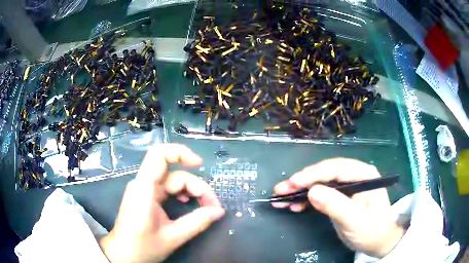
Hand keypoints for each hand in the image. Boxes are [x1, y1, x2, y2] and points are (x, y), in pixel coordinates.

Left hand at [99, 144, 224, 262]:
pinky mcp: (146, 197)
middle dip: (196, 186)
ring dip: (191, 191)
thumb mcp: (172, 237)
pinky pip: (166, 189)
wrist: (122, 254)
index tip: (200, 164)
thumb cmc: (142, 247)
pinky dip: (181, 193)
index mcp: (144, 190)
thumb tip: (219, 211)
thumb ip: (197, 223)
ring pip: (172, 181)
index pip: (159, 155)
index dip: (180, 152)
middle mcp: (143, 185)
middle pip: (173, 174)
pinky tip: (187, 203)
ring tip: (205, 208)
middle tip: (213, 207)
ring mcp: (143, 191)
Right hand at [272, 158, 404, 257]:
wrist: (379, 241)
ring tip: (282, 197)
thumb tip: (312, 192)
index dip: (312, 174)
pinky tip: (295, 205)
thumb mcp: (355, 220)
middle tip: (281, 189)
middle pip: (325, 173)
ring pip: (321, 182)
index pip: (335, 168)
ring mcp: (348, 186)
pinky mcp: (341, 196)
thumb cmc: (372, 230)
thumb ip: (335, 205)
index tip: (292, 182)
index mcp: (364, 174)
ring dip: (301, 190)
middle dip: (302, 181)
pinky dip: (307, 199)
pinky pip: (322, 193)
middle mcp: (355, 175)